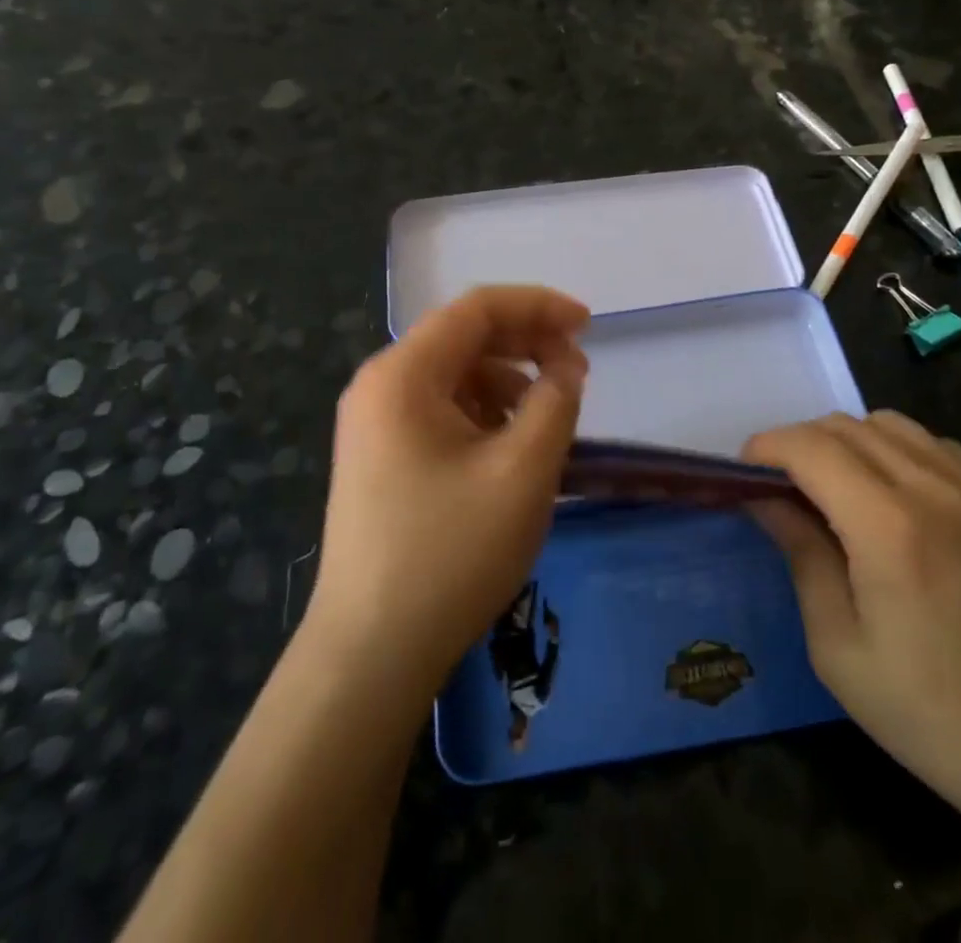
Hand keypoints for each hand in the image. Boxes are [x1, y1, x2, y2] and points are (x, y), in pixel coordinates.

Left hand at [305, 286, 588, 699]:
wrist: (371, 654)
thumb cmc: (451, 553)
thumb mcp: (523, 471)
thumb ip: (555, 402)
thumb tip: (566, 366)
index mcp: (403, 374)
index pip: (477, 309)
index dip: (538, 306)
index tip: (588, 325)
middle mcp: (380, 386)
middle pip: (463, 337)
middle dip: (526, 344)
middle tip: (577, 371)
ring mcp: (374, 424)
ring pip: (454, 375)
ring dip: (507, 381)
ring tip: (547, 417)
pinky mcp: (379, 458)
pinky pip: (440, 410)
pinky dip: (483, 412)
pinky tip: (509, 447)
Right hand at [745, 412, 960, 836]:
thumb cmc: (931, 713)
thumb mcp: (838, 647)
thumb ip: (800, 554)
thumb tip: (763, 497)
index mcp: (890, 528)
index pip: (810, 447)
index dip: (767, 448)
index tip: (745, 471)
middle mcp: (937, 489)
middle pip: (846, 426)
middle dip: (801, 444)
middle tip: (784, 488)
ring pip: (891, 425)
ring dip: (848, 443)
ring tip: (838, 490)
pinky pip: (936, 445)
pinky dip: (898, 453)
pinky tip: (898, 500)